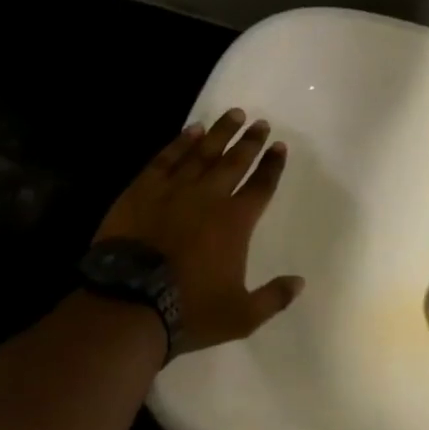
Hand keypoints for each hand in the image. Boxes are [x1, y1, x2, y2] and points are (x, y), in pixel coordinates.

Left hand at [95, 109, 304, 355]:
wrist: (128, 304)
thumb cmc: (189, 310)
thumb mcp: (241, 315)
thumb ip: (273, 297)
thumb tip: (300, 283)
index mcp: (236, 222)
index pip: (261, 186)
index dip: (272, 165)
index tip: (280, 146)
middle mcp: (209, 198)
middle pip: (235, 161)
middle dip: (250, 141)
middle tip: (261, 122)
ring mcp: (173, 191)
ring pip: (202, 153)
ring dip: (219, 133)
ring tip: (233, 114)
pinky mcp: (142, 191)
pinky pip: (165, 159)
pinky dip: (179, 143)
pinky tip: (190, 130)